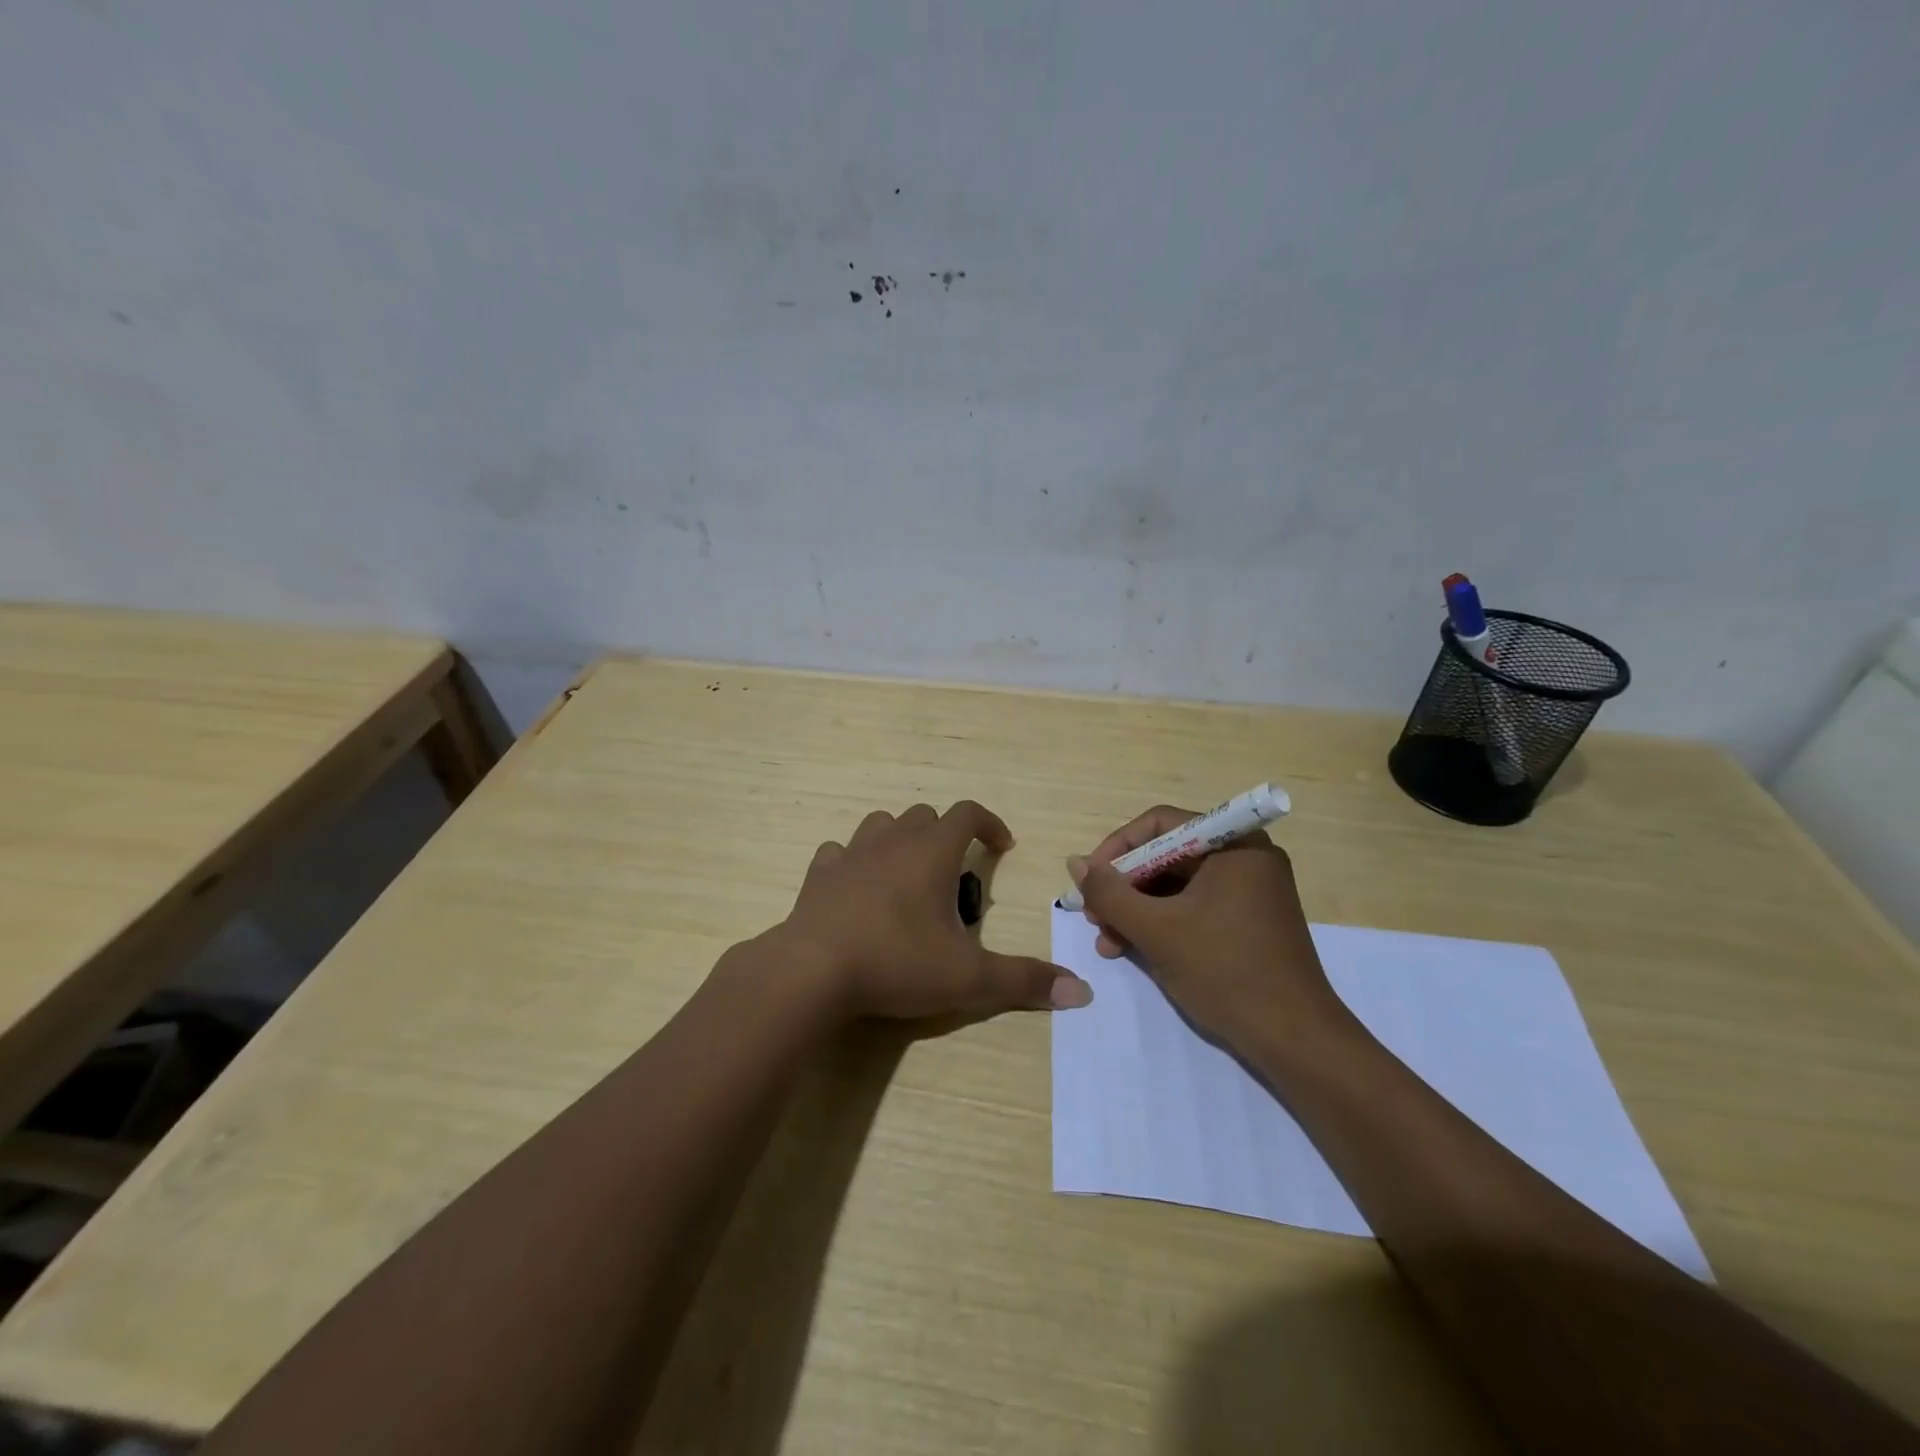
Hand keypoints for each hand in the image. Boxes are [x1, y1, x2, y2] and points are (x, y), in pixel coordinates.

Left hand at [777, 800, 1091, 1020]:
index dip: (989, 824)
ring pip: (880, 825)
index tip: (1002, 846)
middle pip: (924, 816)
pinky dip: (854, 862)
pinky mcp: (818, 875)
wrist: (812, 971)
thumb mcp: (968, 978)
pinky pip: (839, 852)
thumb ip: (1024, 981)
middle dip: (945, 835)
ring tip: (907, 876)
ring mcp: (851, 854)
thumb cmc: (896, 963)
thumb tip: (1082, 991)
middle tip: (955, 875)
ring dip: (899, 840)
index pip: (968, 813)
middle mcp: (892, 841)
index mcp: (932, 853)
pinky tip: (857, 889)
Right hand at [1068, 805, 1341, 1051]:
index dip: (1118, 848)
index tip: (1090, 880)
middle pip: (1166, 855)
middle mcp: (1244, 858)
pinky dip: (1161, 924)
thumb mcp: (1157, 930)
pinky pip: (1193, 907)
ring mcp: (1249, 892)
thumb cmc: (1226, 972)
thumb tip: (1074, 862)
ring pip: (1175, 885)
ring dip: (1136, 910)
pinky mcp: (1247, 922)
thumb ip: (1109, 893)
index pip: (1160, 824)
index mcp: (1233, 845)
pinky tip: (1131, 949)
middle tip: (1095, 916)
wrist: (1295, 1041)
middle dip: (1124, 886)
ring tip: (1107, 941)